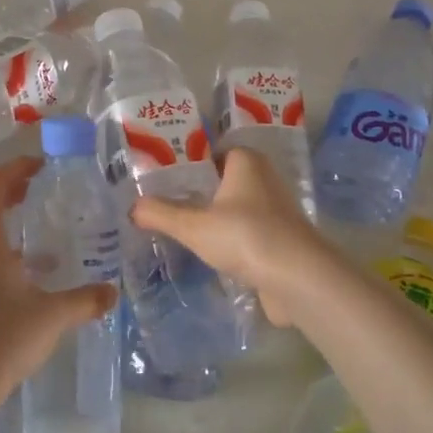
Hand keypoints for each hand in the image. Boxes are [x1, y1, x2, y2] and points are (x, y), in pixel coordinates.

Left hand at [0, 157, 117, 409]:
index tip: (42, 167)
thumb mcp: (51, 316)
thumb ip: (84, 300)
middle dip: (13, 194)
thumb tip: (112, 294)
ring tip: (40, 242)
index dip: (17, 167)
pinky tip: (23, 282)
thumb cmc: (0, 337)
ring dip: (6, 228)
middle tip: (43, 194)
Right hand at [129, 148, 329, 326]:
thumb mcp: (193, 226)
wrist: (299, 279)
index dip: (185, 163)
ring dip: (213, 219)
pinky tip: (207, 253)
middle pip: (221, 181)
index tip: (159, 178)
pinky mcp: (281, 239)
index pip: (210, 152)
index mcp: (245, 161)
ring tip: (179, 229)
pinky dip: (229, 240)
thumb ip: (161, 214)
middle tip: (162, 204)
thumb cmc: (246, 236)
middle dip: (196, 192)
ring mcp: (275, 210)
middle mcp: (264, 178)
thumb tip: (132, 208)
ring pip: (234, 209)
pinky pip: (246, 233)